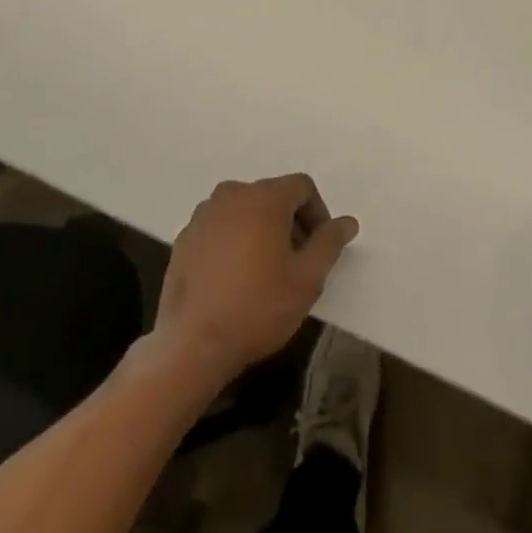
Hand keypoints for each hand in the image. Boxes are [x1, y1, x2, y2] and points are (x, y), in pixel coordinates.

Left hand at [154, 174, 358, 383]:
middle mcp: (232, 194)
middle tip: (296, 263)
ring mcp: (203, 215)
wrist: (191, 344)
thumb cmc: (257, 307)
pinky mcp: (184, 238)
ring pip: (244, 212)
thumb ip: (329, 243)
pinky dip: (233, 242)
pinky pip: (220, 228)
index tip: (319, 248)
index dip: (317, 213)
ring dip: (260, 231)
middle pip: (272, 197)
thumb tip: (347, 222)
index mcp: (264, 197)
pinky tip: (234, 280)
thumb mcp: (307, 279)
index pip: (302, 187)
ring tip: (264, 273)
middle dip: (290, 223)